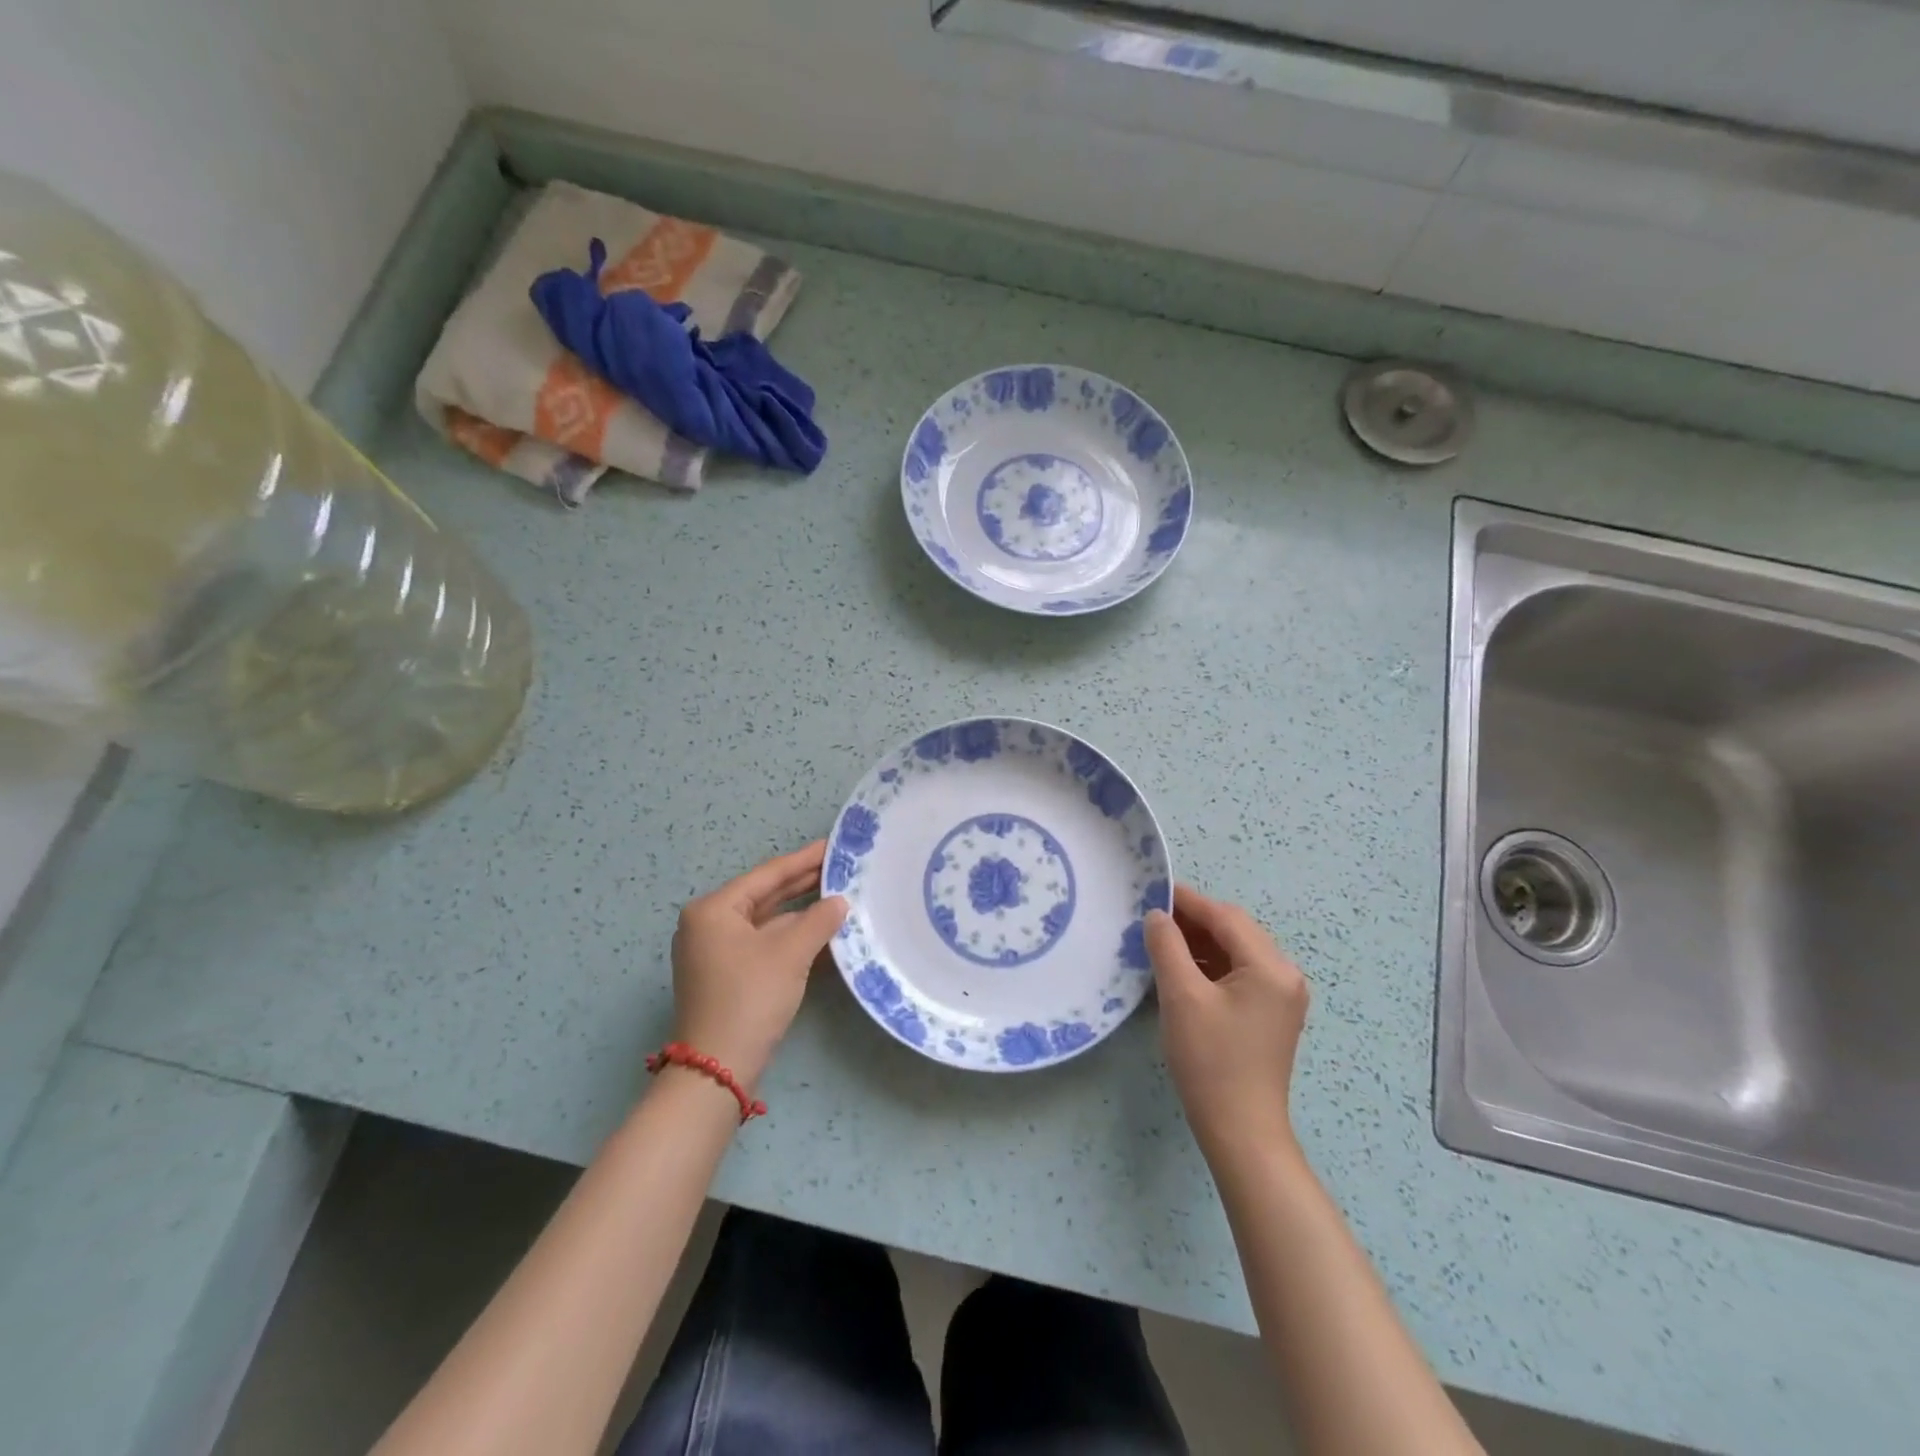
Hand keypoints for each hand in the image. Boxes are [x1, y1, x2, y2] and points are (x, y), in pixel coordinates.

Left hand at [669, 842, 847, 1091]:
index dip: (803, 860)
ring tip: (837, 895)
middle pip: (764, 896)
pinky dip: (790, 936)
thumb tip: (839, 901)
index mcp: (714, 910)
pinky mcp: (726, 975)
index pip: (767, 876)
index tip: (832, 845)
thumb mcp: (790, 954)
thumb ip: (818, 920)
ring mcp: (715, 951)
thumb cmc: (750, 998)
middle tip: (840, 867)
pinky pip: (762, 943)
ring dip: (799, 912)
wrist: (717, 1068)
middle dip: (802, 884)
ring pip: (765, 921)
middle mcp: (708, 925)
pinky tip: (820, 930)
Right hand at [1145, 884, 1309, 1162]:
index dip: (1187, 901)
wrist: (1241, 1132)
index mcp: (1271, 966)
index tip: (1151, 890)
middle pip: (1234, 931)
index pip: (1225, 917)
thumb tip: (1157, 915)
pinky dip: (1209, 965)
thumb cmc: (1210, 1061)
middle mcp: (1284, 975)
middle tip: (1151, 917)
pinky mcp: (1270, 1015)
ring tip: (1160, 942)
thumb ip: (1167, 946)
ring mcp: (1281, 997)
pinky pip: (1238, 974)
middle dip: (1193, 921)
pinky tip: (1181, 970)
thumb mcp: (1181, 996)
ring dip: (1200, 943)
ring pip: (1235, 952)